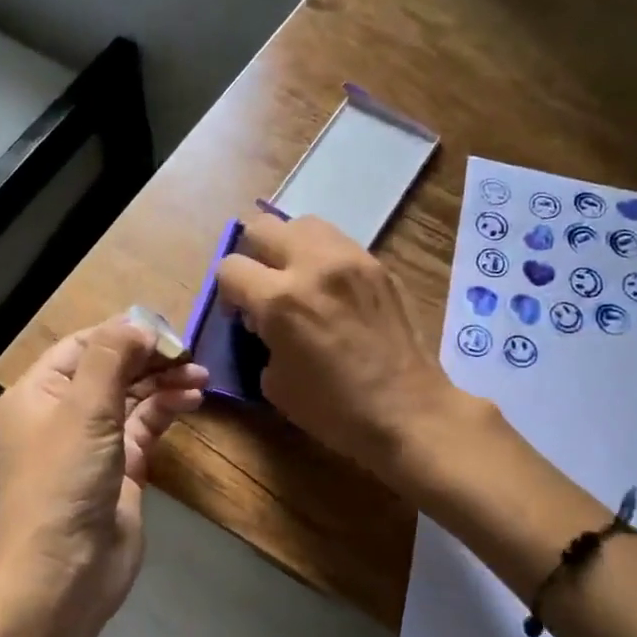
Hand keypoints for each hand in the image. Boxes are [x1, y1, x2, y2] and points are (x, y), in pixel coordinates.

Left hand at [0, 318, 206, 624]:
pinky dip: (168, 410)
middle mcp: (64, 412)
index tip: (168, 331)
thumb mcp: (84, 410)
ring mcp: (94, 442)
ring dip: (165, 383)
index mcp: (39, 392)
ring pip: (133, 397)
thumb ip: (112, 358)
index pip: (85, 344)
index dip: (125, 333)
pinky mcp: (122, 468)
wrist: (65, 572)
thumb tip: (140, 324)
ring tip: (201, 376)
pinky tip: (193, 400)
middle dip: (151, 358)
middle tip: (191, 354)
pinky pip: (146, 427)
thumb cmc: (64, 482)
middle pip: (112, 368)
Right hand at [214, 213, 468, 487]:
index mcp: (281, 300)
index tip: (241, 315)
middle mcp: (314, 265)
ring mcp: (352, 259)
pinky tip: (331, 290)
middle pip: (262, 229)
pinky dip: (324, 258)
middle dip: (253, 257)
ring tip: (298, 280)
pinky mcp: (379, 265)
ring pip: (303, 224)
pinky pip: (338, 243)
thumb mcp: (276, 384)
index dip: (228, 293)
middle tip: (263, 288)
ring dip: (290, 248)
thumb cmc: (336, 411)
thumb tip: (263, 322)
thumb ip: (261, 340)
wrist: (408, 412)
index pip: (230, 267)